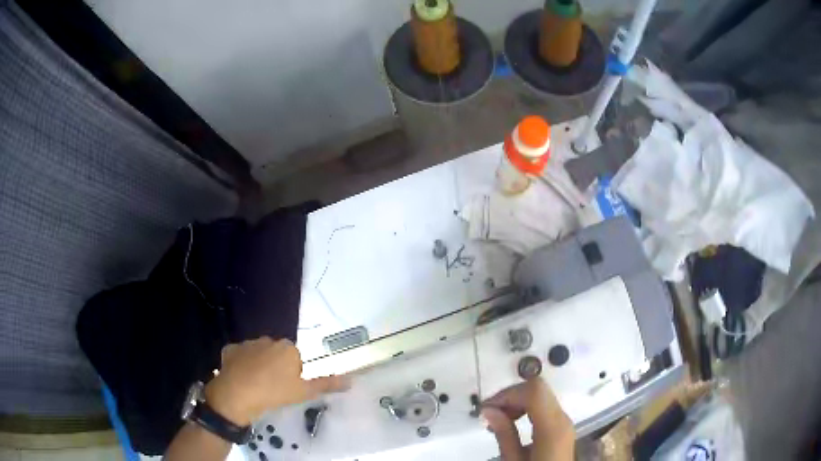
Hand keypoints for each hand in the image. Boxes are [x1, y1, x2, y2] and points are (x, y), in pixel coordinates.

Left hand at [203, 337, 348, 425]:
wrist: (236, 395)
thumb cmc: (273, 393)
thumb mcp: (303, 393)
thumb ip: (326, 384)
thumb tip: (350, 381)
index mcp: (288, 348)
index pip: (295, 358)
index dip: (293, 374)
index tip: (288, 388)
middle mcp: (268, 340)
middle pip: (276, 354)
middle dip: (276, 367)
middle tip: (274, 388)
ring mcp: (247, 343)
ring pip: (257, 354)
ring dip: (258, 365)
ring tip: (256, 385)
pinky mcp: (230, 349)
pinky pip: (240, 356)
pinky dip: (241, 364)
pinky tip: (240, 378)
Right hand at [481, 379, 574, 460]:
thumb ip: (504, 434)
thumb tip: (489, 410)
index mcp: (552, 427)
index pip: (534, 391)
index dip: (508, 393)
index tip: (487, 408)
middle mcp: (562, 418)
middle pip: (537, 388)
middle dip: (510, 396)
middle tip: (490, 414)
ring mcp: (564, 420)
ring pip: (540, 394)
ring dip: (517, 401)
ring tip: (499, 420)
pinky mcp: (562, 425)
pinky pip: (544, 405)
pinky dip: (525, 407)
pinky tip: (513, 422)